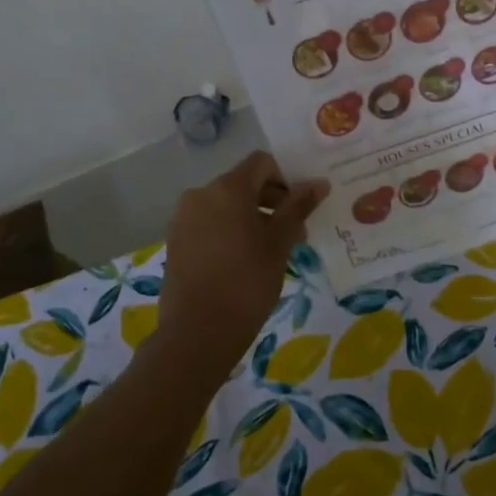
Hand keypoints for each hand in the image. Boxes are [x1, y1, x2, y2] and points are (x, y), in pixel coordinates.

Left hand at [158, 152, 326, 368]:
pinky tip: (246, 259)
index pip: (261, 163)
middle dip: (272, 201)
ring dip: (253, 217)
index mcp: (227, 189)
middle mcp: (200, 194)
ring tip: (272, 249)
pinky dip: (231, 230)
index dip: (286, 178)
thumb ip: (298, 208)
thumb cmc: (247, 283)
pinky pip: (210, 222)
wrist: (198, 332)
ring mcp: (184, 218)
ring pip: (226, 205)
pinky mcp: (176, 241)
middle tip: (295, 232)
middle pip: (243, 183)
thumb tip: (319, 183)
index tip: (303, 206)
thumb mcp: (279, 243)